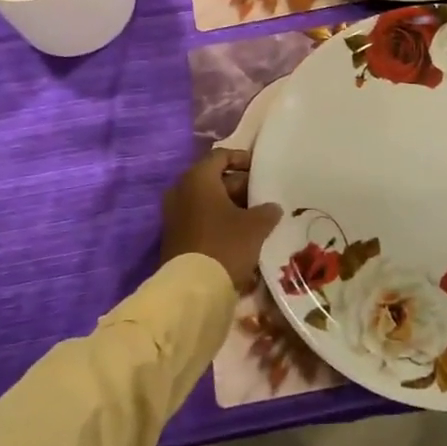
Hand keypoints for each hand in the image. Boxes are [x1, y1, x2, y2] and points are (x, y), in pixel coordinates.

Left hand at [161, 149, 282, 291]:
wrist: (191, 290)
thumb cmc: (224, 245)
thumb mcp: (255, 226)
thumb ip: (267, 211)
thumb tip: (272, 207)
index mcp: (198, 178)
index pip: (221, 156)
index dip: (242, 159)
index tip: (261, 170)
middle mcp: (181, 191)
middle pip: (214, 179)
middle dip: (239, 186)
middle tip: (263, 197)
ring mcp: (174, 215)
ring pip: (207, 201)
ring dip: (230, 206)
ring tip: (256, 218)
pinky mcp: (174, 236)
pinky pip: (200, 219)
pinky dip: (218, 221)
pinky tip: (239, 236)